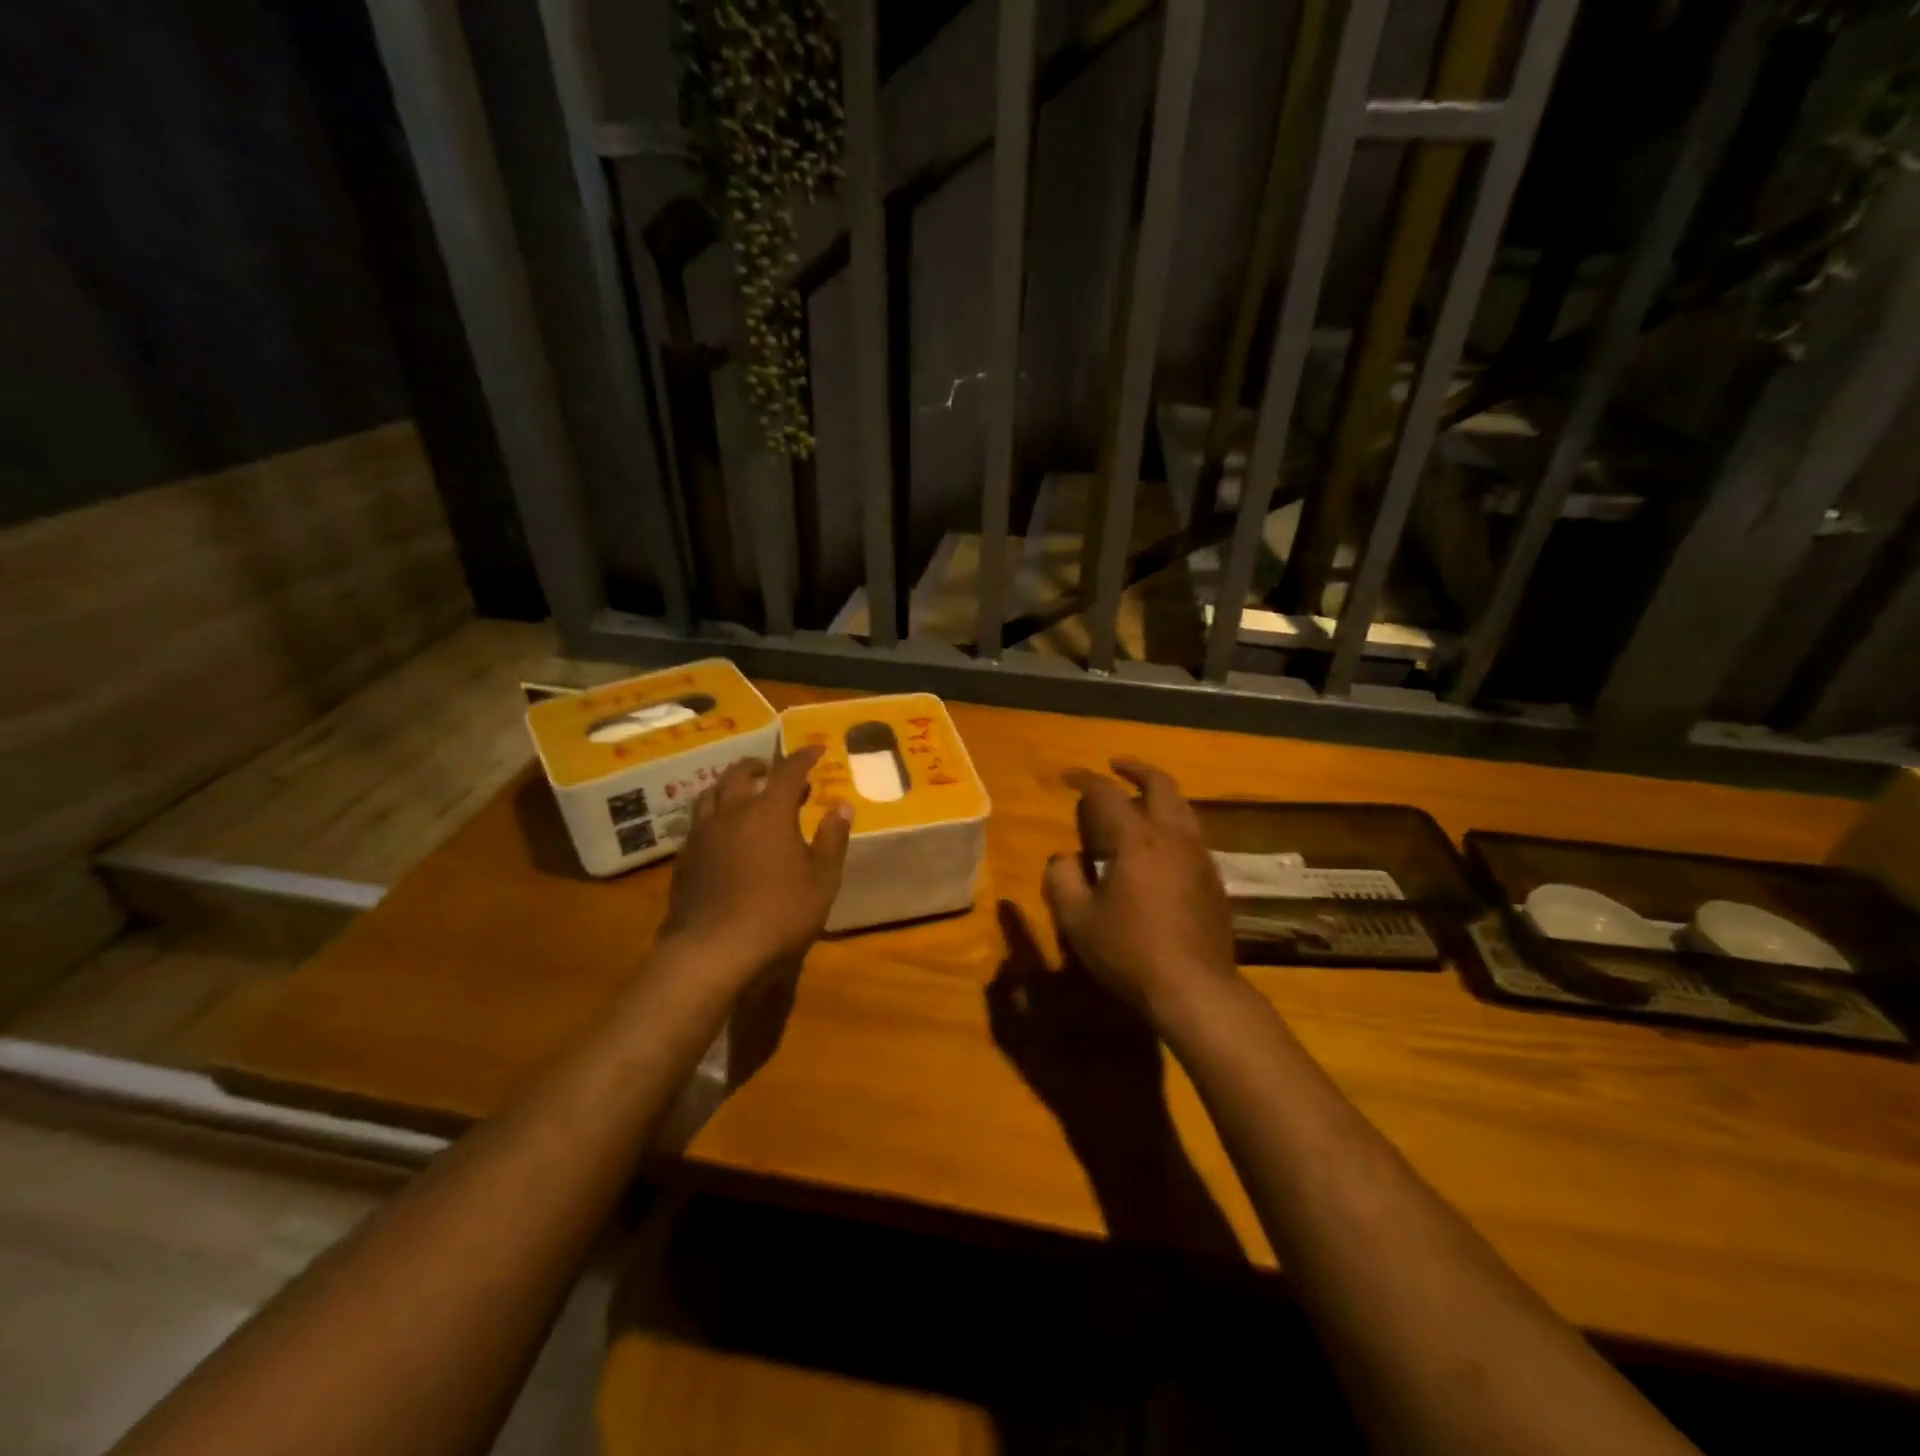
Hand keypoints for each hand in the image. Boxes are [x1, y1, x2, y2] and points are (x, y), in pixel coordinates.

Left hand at [658, 746, 851, 985]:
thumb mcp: (821, 879)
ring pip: (712, 793)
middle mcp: (732, 813)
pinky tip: (722, 834)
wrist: (713, 951)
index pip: (788, 771)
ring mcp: (702, 835)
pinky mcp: (684, 859)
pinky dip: (715, 815)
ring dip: (731, 786)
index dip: (803, 757)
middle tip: (774, 771)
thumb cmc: (779, 913)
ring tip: (744, 795)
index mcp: (769, 812)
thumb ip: (832, 839)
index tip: (817, 750)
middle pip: (740, 773)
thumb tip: (842, 805)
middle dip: (760, 765)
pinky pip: (698, 822)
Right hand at [1042, 758, 1239, 1021]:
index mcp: (1137, 840)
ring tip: (1139, 802)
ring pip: (1183, 808)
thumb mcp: (1078, 920)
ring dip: (1159, 795)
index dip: (1085, 780)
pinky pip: (1192, 835)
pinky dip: (1173, 824)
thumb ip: (1062, 880)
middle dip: (1136, 769)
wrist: (1195, 989)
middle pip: (1161, 785)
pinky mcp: (1213, 880)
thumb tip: (1064, 859)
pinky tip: (1159, 847)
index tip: (1067, 777)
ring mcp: (1199, 857)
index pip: (1107, 794)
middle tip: (1117, 766)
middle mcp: (1173, 838)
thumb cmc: (1130, 952)